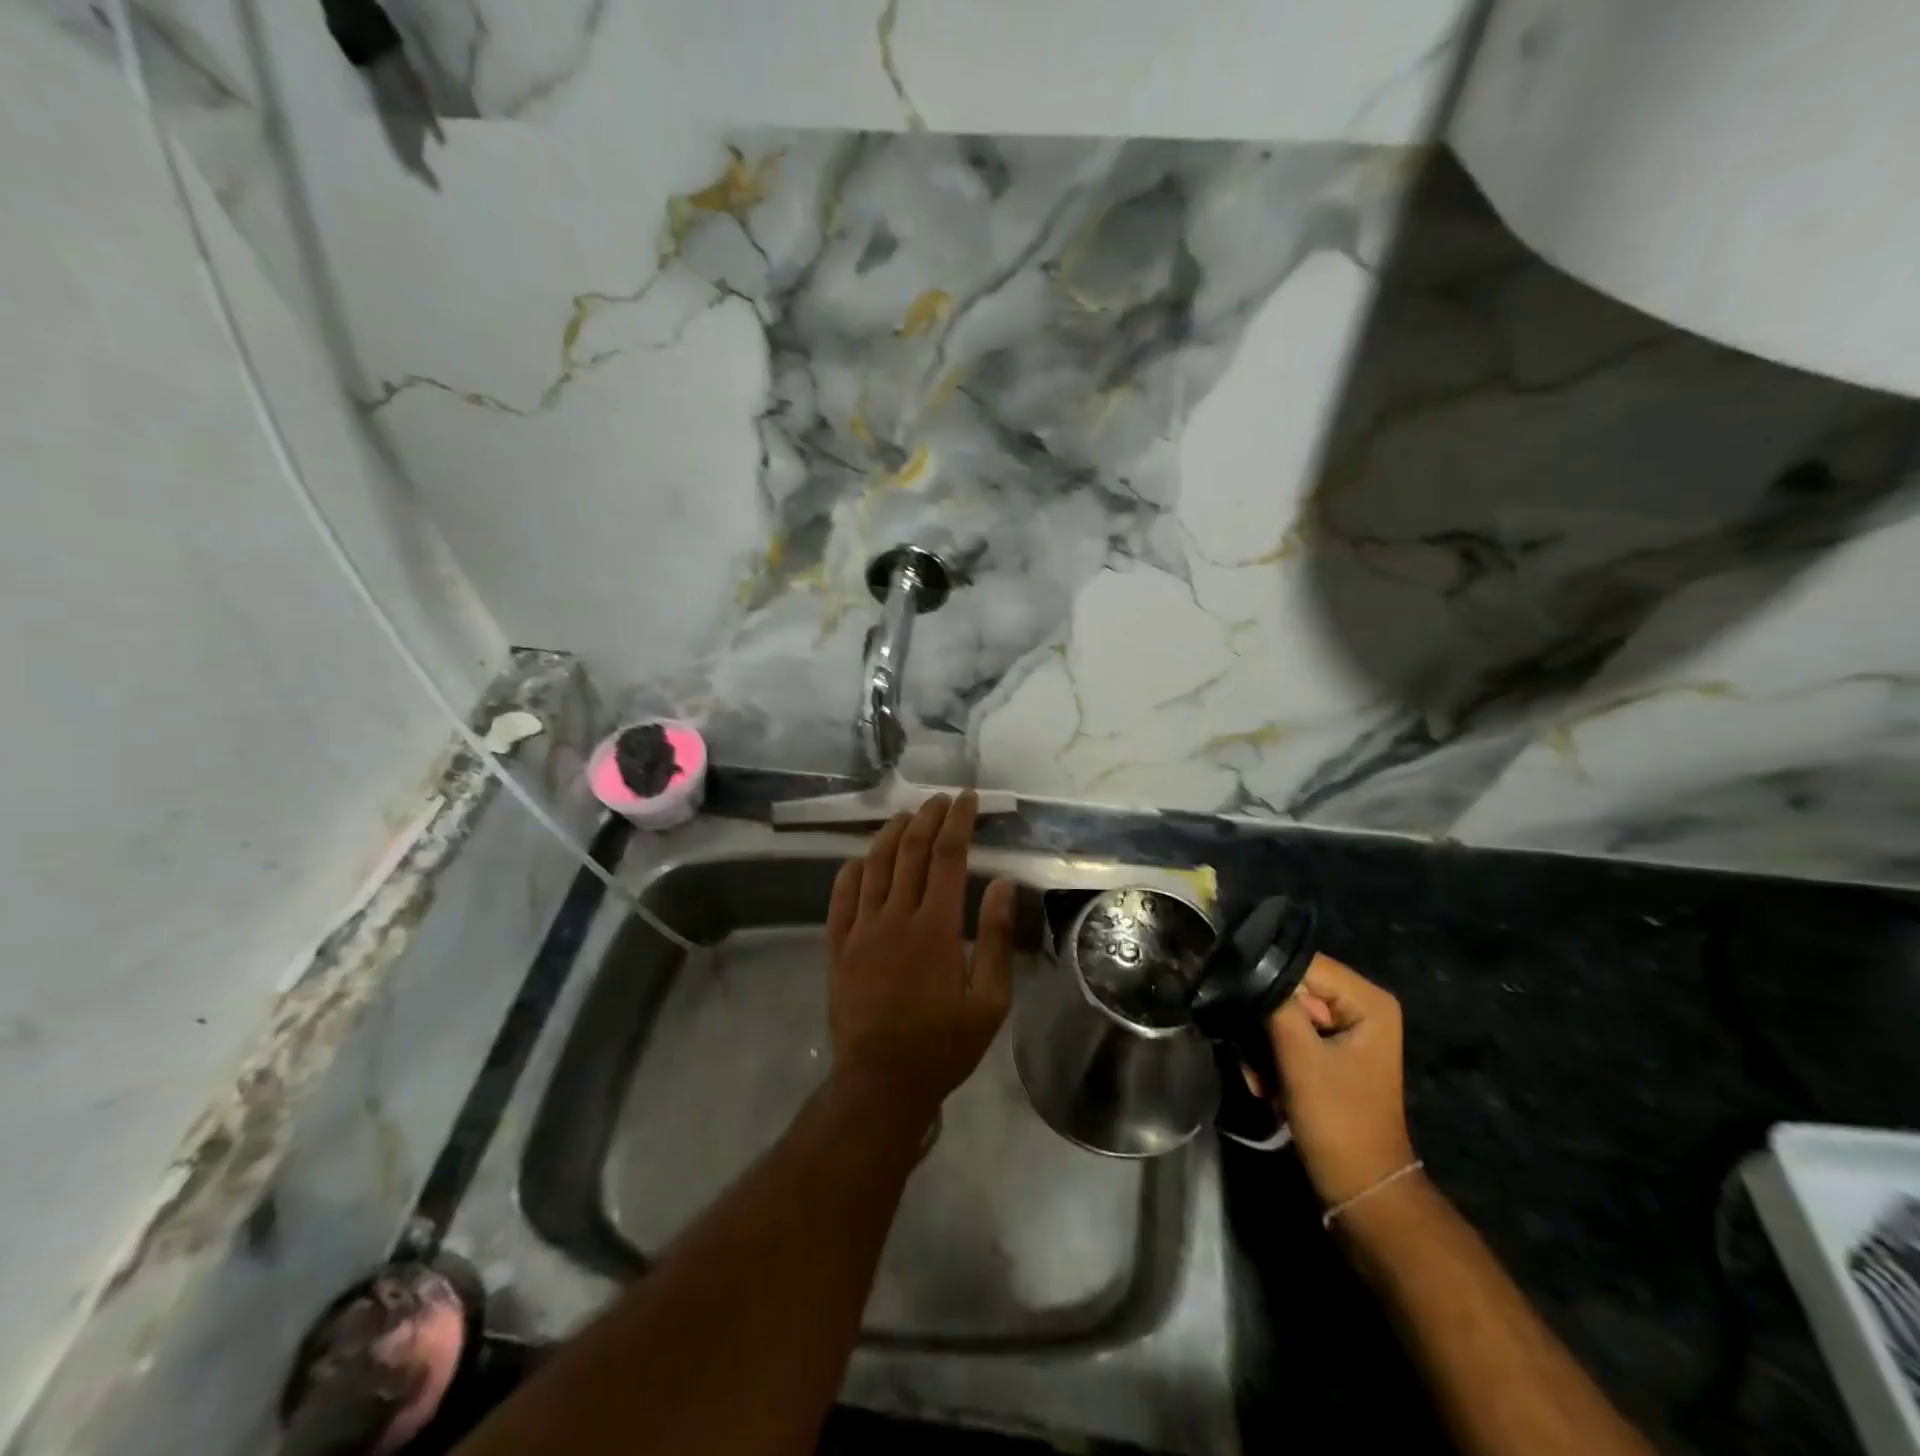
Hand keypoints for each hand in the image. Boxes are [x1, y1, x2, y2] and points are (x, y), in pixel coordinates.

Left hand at [826, 792, 1016, 1125]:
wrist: (881, 1082)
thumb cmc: (943, 1044)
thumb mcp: (989, 1001)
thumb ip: (993, 937)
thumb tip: (1002, 883)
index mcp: (935, 926)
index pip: (948, 856)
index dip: (958, 821)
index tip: (967, 799)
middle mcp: (895, 917)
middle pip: (910, 851)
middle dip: (927, 818)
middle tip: (940, 800)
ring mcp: (860, 929)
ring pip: (874, 865)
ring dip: (891, 834)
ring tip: (906, 815)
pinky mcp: (837, 946)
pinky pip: (841, 896)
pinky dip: (852, 870)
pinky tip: (862, 858)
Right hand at [1265, 954, 1414, 1207]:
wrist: (1360, 1189)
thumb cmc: (1338, 1121)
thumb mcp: (1301, 1059)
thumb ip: (1276, 1004)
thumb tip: (1246, 966)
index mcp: (1368, 1000)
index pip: (1303, 963)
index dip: (1267, 977)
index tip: (1235, 998)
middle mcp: (1361, 1005)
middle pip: (1293, 987)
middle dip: (1265, 1019)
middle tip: (1252, 1054)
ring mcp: (1346, 1028)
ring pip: (1285, 1012)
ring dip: (1264, 1042)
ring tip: (1261, 1077)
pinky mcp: (1331, 1049)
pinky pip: (1290, 1033)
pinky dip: (1273, 1056)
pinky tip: (1268, 1084)